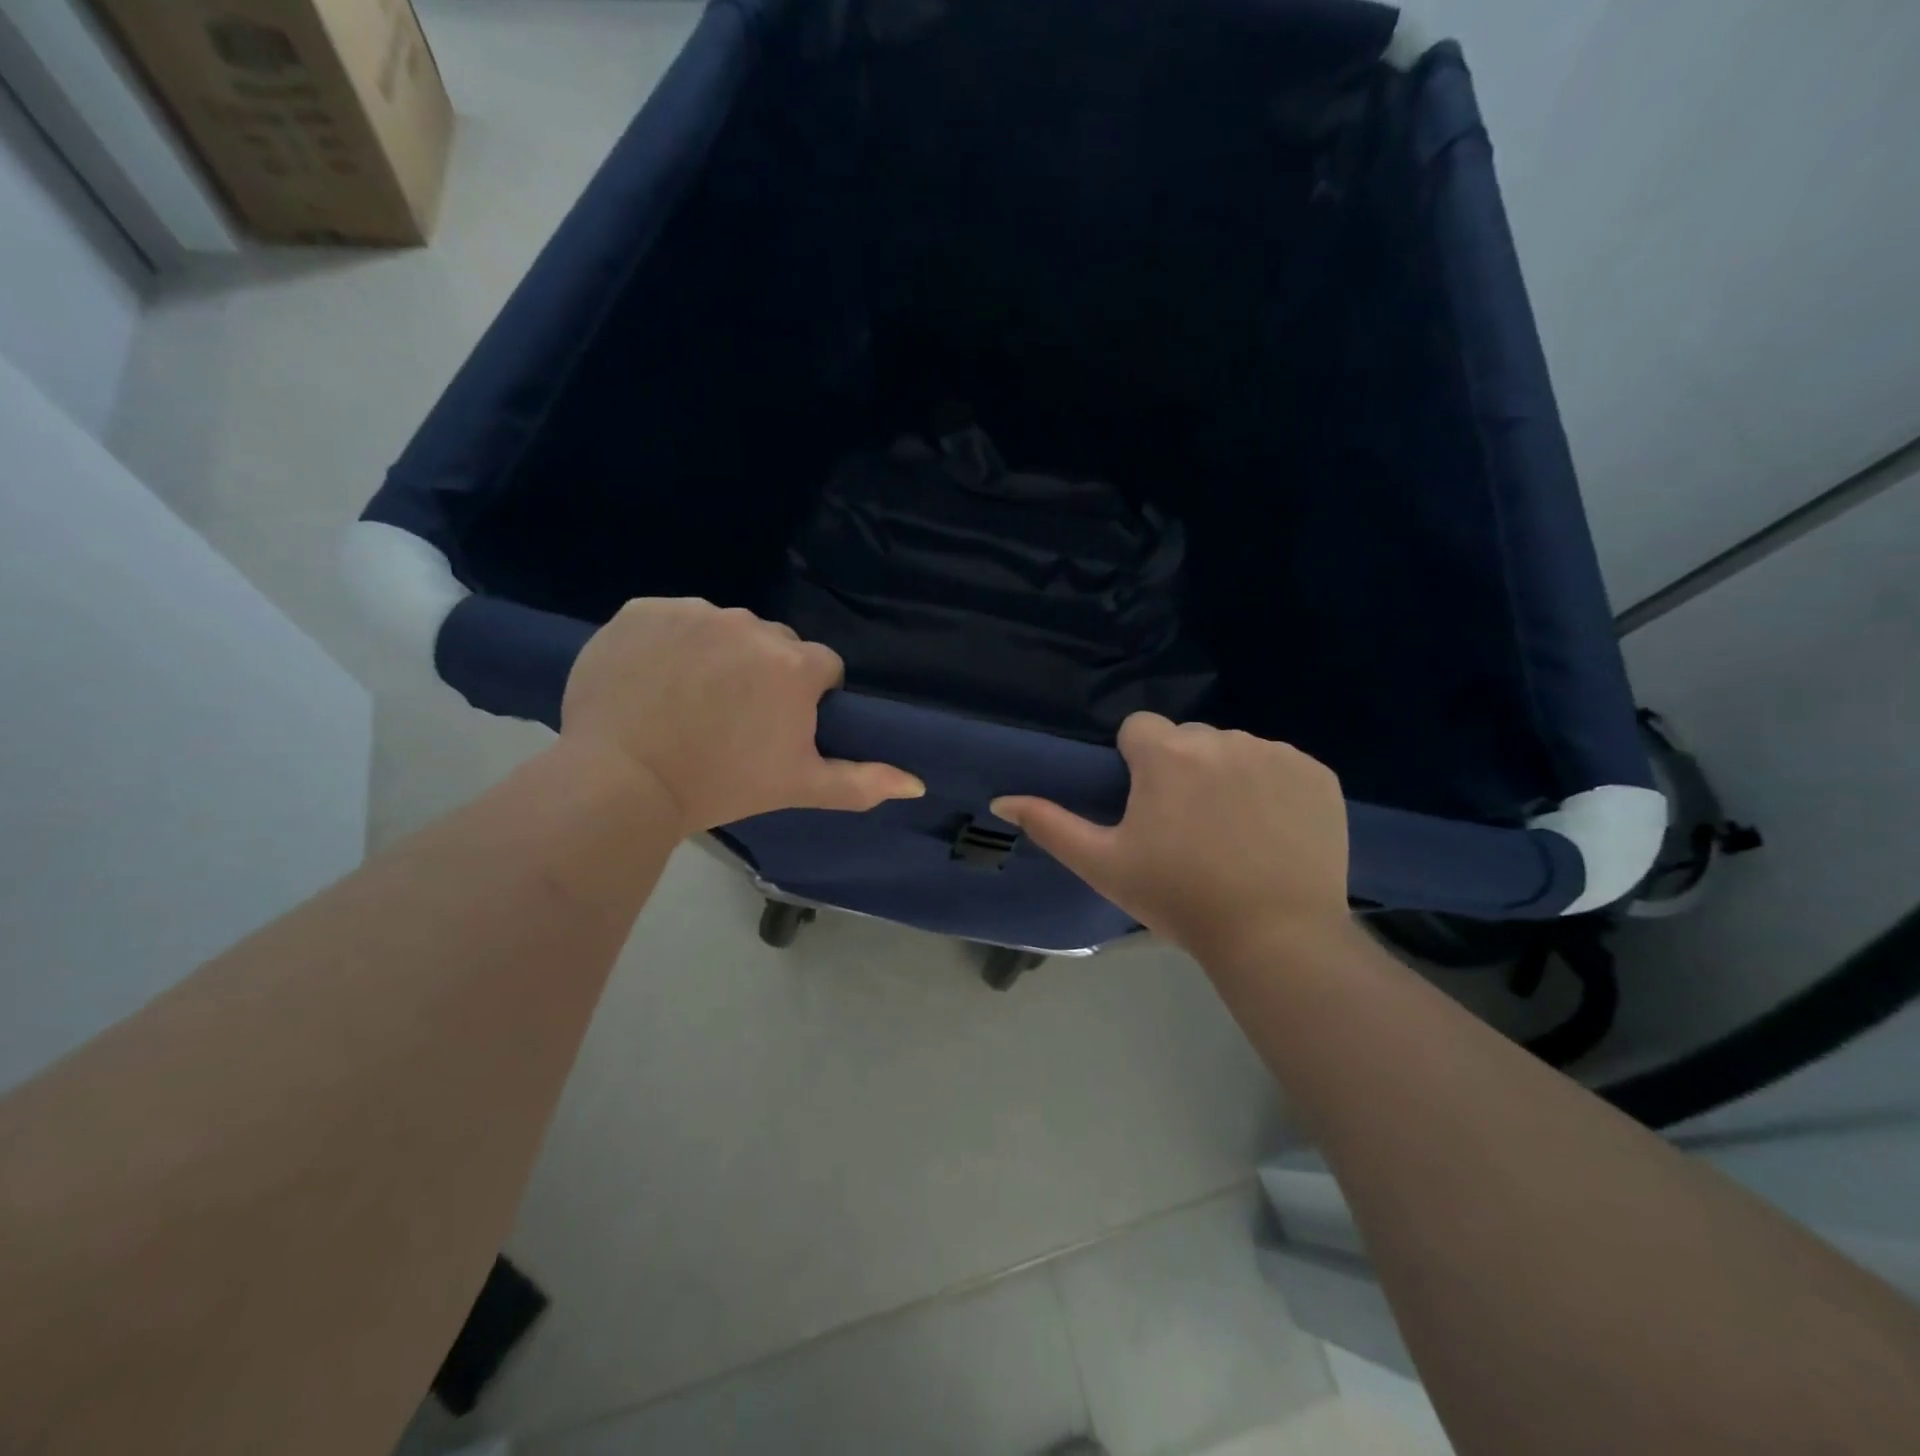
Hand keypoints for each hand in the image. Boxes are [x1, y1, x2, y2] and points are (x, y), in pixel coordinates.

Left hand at [561, 599, 923, 832]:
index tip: (777, 727)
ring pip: (723, 628)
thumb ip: (862, 782)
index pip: (820, 667)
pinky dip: (669, 642)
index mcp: (794, 665)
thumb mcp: (798, 787)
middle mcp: (750, 626)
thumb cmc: (721, 785)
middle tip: (732, 717)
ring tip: (688, 700)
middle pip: (773, 643)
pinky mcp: (642, 610)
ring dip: (717, 653)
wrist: (621, 781)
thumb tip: (917, 784)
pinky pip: (671, 619)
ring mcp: (693, 613)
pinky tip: (654, 680)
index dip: (806, 698)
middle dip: (764, 672)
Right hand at [991, 713, 1350, 960]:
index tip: (1148, 807)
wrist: (1275, 936)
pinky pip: (1281, 765)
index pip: (1139, 729)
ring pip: (1235, 750)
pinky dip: (1273, 788)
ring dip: (1227, 777)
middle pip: (1188, 739)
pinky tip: (1272, 832)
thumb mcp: (1103, 864)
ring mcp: (1275, 753)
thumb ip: (1049, 825)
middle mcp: (1221, 738)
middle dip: (1182, 769)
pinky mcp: (1317, 774)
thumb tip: (1001, 800)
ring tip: (1233, 834)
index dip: (1137, 764)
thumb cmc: (1178, 898)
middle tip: (1188, 828)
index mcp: (1167, 754)